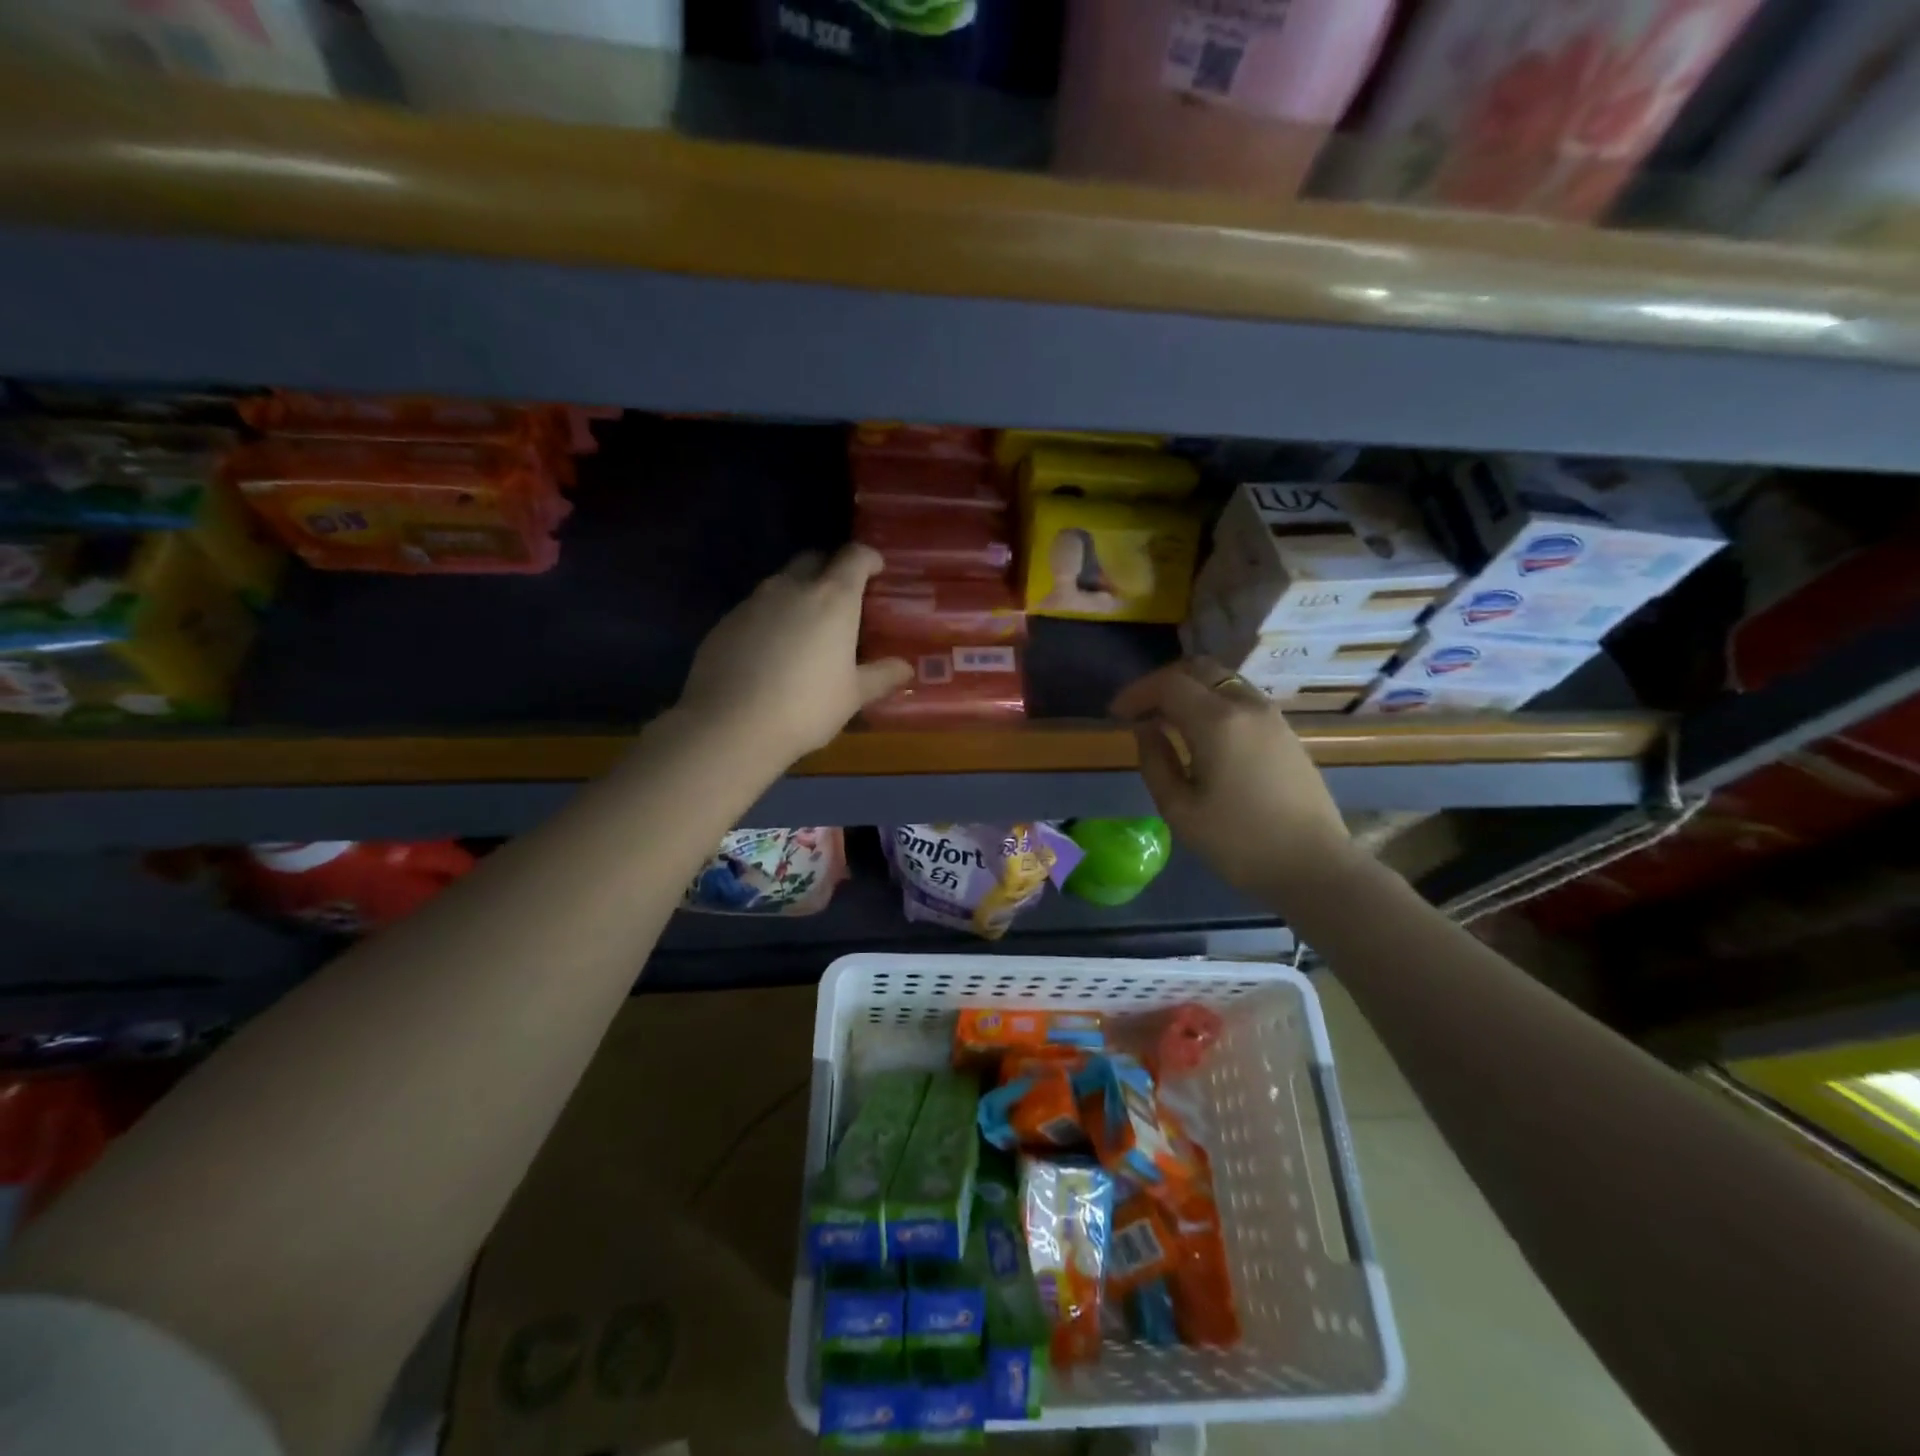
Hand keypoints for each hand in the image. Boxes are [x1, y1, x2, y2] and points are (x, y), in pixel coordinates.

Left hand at [677, 545, 912, 764]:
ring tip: (806, 626)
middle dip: (831, 569)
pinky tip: (772, 649)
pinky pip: (756, 607)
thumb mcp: (852, 695)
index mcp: (833, 598)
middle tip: (842, 597)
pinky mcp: (726, 621)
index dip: (868, 558)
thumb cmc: (806, 707)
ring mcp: (754, 601)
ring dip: (798, 593)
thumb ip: (880, 676)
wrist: (731, 725)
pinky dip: (770, 617)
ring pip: (781, 582)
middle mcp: (792, 587)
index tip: (876, 569)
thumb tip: (905, 668)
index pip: (854, 556)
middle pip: (814, 559)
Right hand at [1113, 658, 1357, 906]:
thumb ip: (1155, 761)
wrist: (1314, 866)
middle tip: (1140, 710)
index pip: (1168, 684)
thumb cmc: (1239, 842)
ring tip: (1167, 720)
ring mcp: (1272, 716)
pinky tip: (1201, 732)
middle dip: (1162, 682)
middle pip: (1199, 669)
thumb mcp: (1179, 810)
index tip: (1115, 715)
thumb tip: (1146, 729)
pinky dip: (1213, 700)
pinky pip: (1241, 697)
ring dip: (1190, 690)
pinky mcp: (1285, 731)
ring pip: (1223, 680)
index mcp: (1217, 722)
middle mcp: (1247, 706)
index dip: (1136, 693)